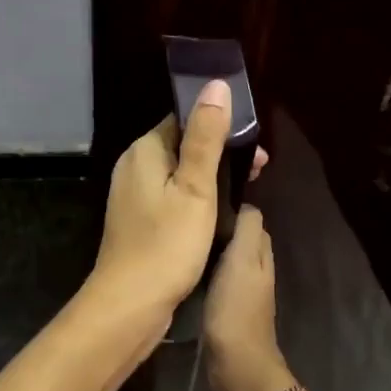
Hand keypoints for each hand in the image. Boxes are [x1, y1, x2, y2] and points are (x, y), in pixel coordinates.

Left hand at [86, 81, 262, 350]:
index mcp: (145, 150)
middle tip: (260, 171)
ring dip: (213, 176)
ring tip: (247, 192)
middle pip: (183, 145)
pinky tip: (219, 213)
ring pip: (179, 172)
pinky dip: (197, 197)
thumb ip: (206, 136)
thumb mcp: (195, 187)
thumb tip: (215, 85)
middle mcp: (134, 165)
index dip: (221, 126)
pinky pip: (172, 195)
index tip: (255, 146)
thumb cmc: (167, 243)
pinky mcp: (139, 219)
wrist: (130, 304)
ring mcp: (133, 194)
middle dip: (221, 152)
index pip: (184, 119)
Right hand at [203, 205, 290, 390]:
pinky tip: (189, 272)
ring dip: (212, 251)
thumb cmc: (236, 307)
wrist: (236, 364)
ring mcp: (243, 293)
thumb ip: (247, 230)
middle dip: (221, 228)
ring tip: (186, 242)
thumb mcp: (242, 259)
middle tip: (190, 220)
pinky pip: (218, 281)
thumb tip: (245, 204)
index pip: (251, 221)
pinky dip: (207, 273)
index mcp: (261, 255)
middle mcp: (256, 271)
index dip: (233, 209)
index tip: (204, 202)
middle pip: (240, 240)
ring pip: (229, 261)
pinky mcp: (228, 311)